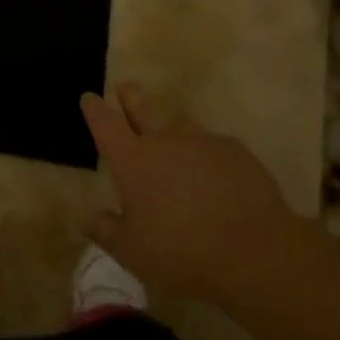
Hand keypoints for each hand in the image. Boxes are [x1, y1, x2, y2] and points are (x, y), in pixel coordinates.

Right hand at [81, 83, 324, 305]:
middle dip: (130, 95)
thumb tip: (85, 217)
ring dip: (171, 125)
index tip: (89, 98)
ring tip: (172, 135)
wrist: (254, 252)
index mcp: (133, 160)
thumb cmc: (182, 253)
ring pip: (180, 122)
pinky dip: (207, 152)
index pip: (105, 124)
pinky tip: (214, 171)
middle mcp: (164, 141)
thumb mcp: (133, 253)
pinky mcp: (236, 151)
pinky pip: (214, 144)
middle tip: (125, 87)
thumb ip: (105, 230)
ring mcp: (203, 141)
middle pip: (142, 107)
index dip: (95, 109)